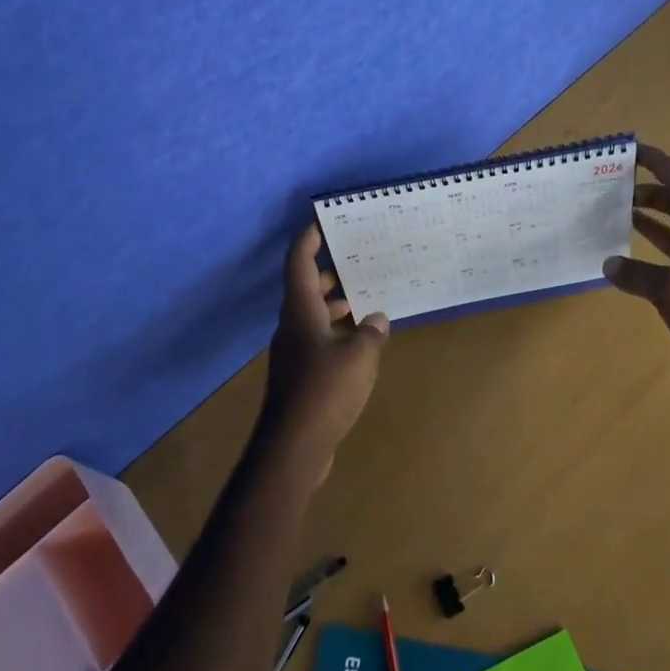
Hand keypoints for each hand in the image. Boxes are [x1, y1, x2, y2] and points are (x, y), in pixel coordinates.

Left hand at [258, 223, 389, 480]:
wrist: (293, 447)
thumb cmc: (325, 391)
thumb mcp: (359, 356)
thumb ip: (371, 332)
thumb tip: (376, 319)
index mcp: (300, 311)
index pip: (299, 263)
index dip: (308, 239)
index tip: (321, 222)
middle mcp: (293, 326)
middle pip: (307, 288)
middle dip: (330, 273)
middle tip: (358, 260)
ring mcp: (294, 353)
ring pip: (313, 316)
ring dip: (336, 305)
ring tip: (367, 299)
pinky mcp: (300, 377)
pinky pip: (319, 340)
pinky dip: (337, 332)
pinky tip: (361, 342)